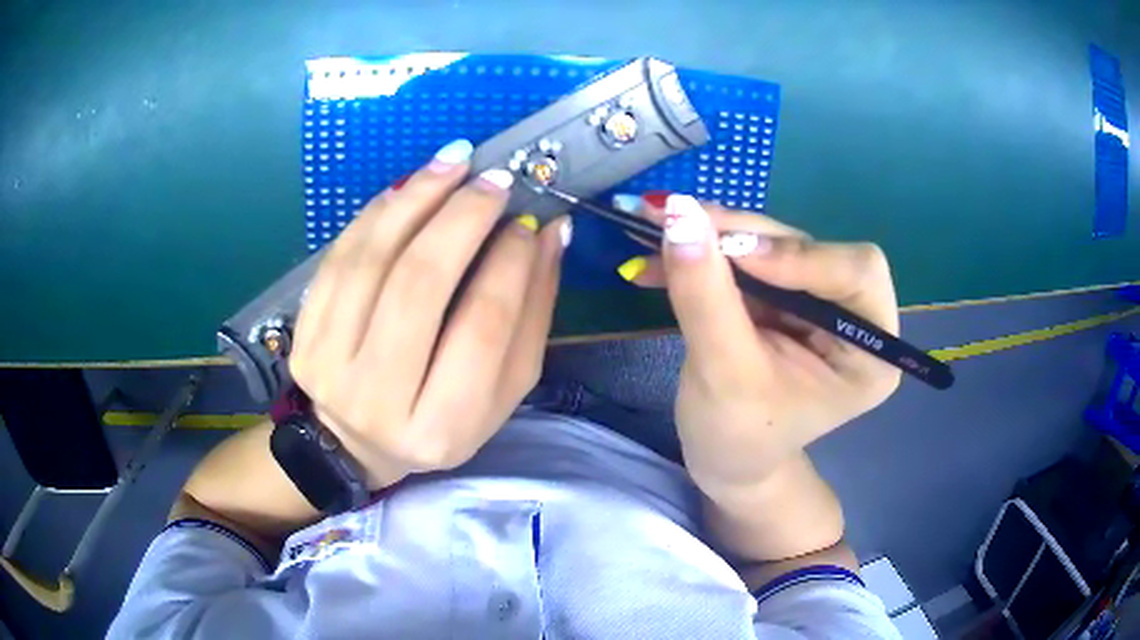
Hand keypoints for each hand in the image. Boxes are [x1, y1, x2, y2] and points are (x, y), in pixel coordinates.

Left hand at [289, 140, 569, 487]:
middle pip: (419, 285)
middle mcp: (378, 399)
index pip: (483, 327)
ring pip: (372, 260)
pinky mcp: (303, 336)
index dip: (510, 263)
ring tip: (454, 161)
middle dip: (461, 217)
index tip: (529, 222)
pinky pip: (338, 257)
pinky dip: (376, 213)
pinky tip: (407, 187)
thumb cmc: (440, 421)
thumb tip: (550, 235)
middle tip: (492, 179)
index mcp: (441, 427)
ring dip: (415, 198)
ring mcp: (329, 365)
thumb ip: (530, 317)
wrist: (355, 443)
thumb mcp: (500, 393)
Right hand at [614, 192, 900, 494]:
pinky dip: (704, 254)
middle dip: (743, 237)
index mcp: (870, 351)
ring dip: (714, 237)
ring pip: (771, 245)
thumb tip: (679, 212)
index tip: (732, 251)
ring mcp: (816, 302)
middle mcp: (853, 317)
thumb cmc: (737, 438)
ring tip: (657, 230)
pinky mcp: (783, 296)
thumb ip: (706, 294)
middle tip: (679, 221)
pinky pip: (746, 258)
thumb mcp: (723, 373)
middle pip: (809, 249)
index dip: (798, 254)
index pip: (856, 272)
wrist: (724, 461)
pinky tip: (659, 260)